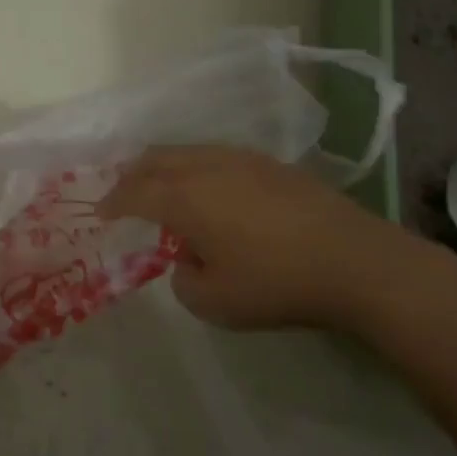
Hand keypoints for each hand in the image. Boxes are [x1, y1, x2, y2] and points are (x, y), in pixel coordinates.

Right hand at [99, 145, 435, 330]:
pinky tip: (210, 188)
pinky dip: (197, 168)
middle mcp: (205, 167)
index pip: (134, 192)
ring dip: (165, 167)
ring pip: (186, 152)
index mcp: (183, 197)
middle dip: (132, 175)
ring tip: (162, 187)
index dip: (113, 202)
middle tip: (123, 193)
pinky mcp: (270, 164)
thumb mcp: (215, 303)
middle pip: (155, 160)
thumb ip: (183, 281)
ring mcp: (240, 159)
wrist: (354, 261)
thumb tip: (187, 260)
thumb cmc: (275, 283)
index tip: (102, 213)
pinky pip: (216, 156)